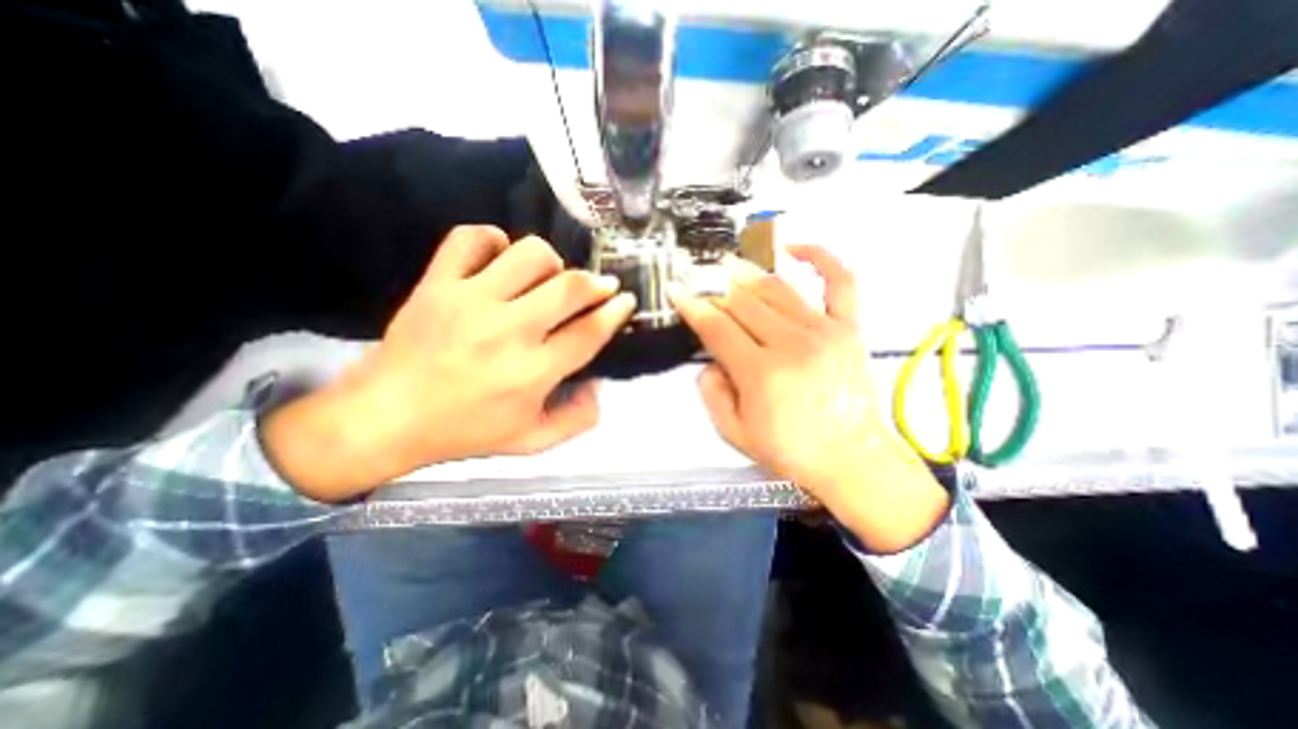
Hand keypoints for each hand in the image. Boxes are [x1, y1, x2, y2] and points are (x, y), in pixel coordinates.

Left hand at [262, 224, 635, 499]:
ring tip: (548, 278)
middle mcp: (509, 331)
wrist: (385, 419)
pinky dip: (493, 239)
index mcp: (533, 373)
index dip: (616, 312)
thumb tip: (599, 385)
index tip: (625, 300)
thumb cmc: (465, 433)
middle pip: (570, 287)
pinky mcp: (437, 284)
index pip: (590, 331)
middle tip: (600, 286)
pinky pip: (471, 238)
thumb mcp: (532, 442)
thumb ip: (577, 419)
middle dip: (597, 282)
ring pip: (530, 254)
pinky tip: (500, 257)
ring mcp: (470, 301)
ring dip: (552, 262)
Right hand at [675, 248, 950, 548]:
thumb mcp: (734, 433)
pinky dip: (820, 257)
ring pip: (777, 289)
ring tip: (727, 263)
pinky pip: (840, 282)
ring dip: (747, 272)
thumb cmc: (790, 450)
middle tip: (696, 273)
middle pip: (743, 303)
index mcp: (762, 374)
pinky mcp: (850, 328)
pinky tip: (795, 248)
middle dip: (713, 286)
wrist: (851, 458)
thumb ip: (711, 394)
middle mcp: (792, 344)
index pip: (717, 327)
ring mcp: (825, 331)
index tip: (676, 289)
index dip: (693, 306)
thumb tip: (709, 361)